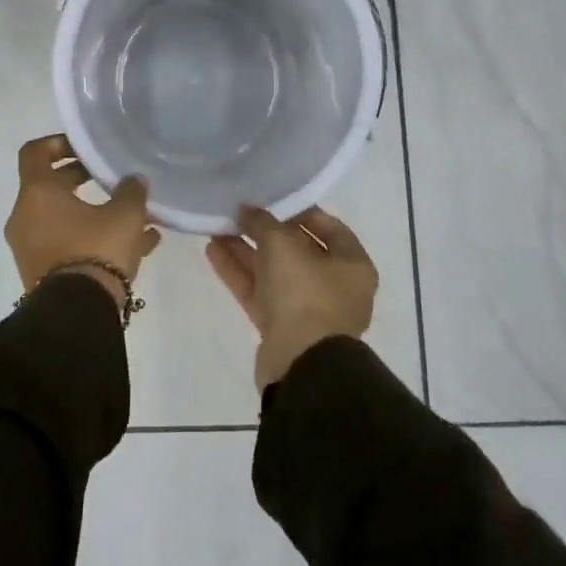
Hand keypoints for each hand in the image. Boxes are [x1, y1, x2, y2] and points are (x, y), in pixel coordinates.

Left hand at [6, 134, 160, 310]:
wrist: (76, 315)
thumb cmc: (96, 249)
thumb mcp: (125, 215)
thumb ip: (131, 191)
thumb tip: (133, 180)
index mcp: (37, 193)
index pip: (34, 152)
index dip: (58, 144)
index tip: (85, 149)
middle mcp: (25, 217)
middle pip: (50, 186)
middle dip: (82, 180)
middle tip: (111, 180)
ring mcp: (30, 248)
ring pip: (63, 219)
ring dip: (93, 213)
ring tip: (133, 218)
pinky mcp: (40, 275)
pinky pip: (67, 245)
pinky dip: (92, 239)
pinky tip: (136, 248)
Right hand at [206, 205, 377, 389]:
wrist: (301, 366)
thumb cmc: (305, 293)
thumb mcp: (282, 244)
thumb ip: (263, 222)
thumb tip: (247, 210)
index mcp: (352, 265)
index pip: (328, 227)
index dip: (299, 210)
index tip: (271, 199)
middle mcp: (335, 287)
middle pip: (297, 250)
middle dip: (265, 232)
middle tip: (238, 214)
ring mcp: (308, 311)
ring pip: (274, 272)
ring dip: (246, 250)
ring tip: (216, 228)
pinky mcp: (282, 330)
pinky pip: (260, 293)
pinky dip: (239, 273)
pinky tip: (213, 251)